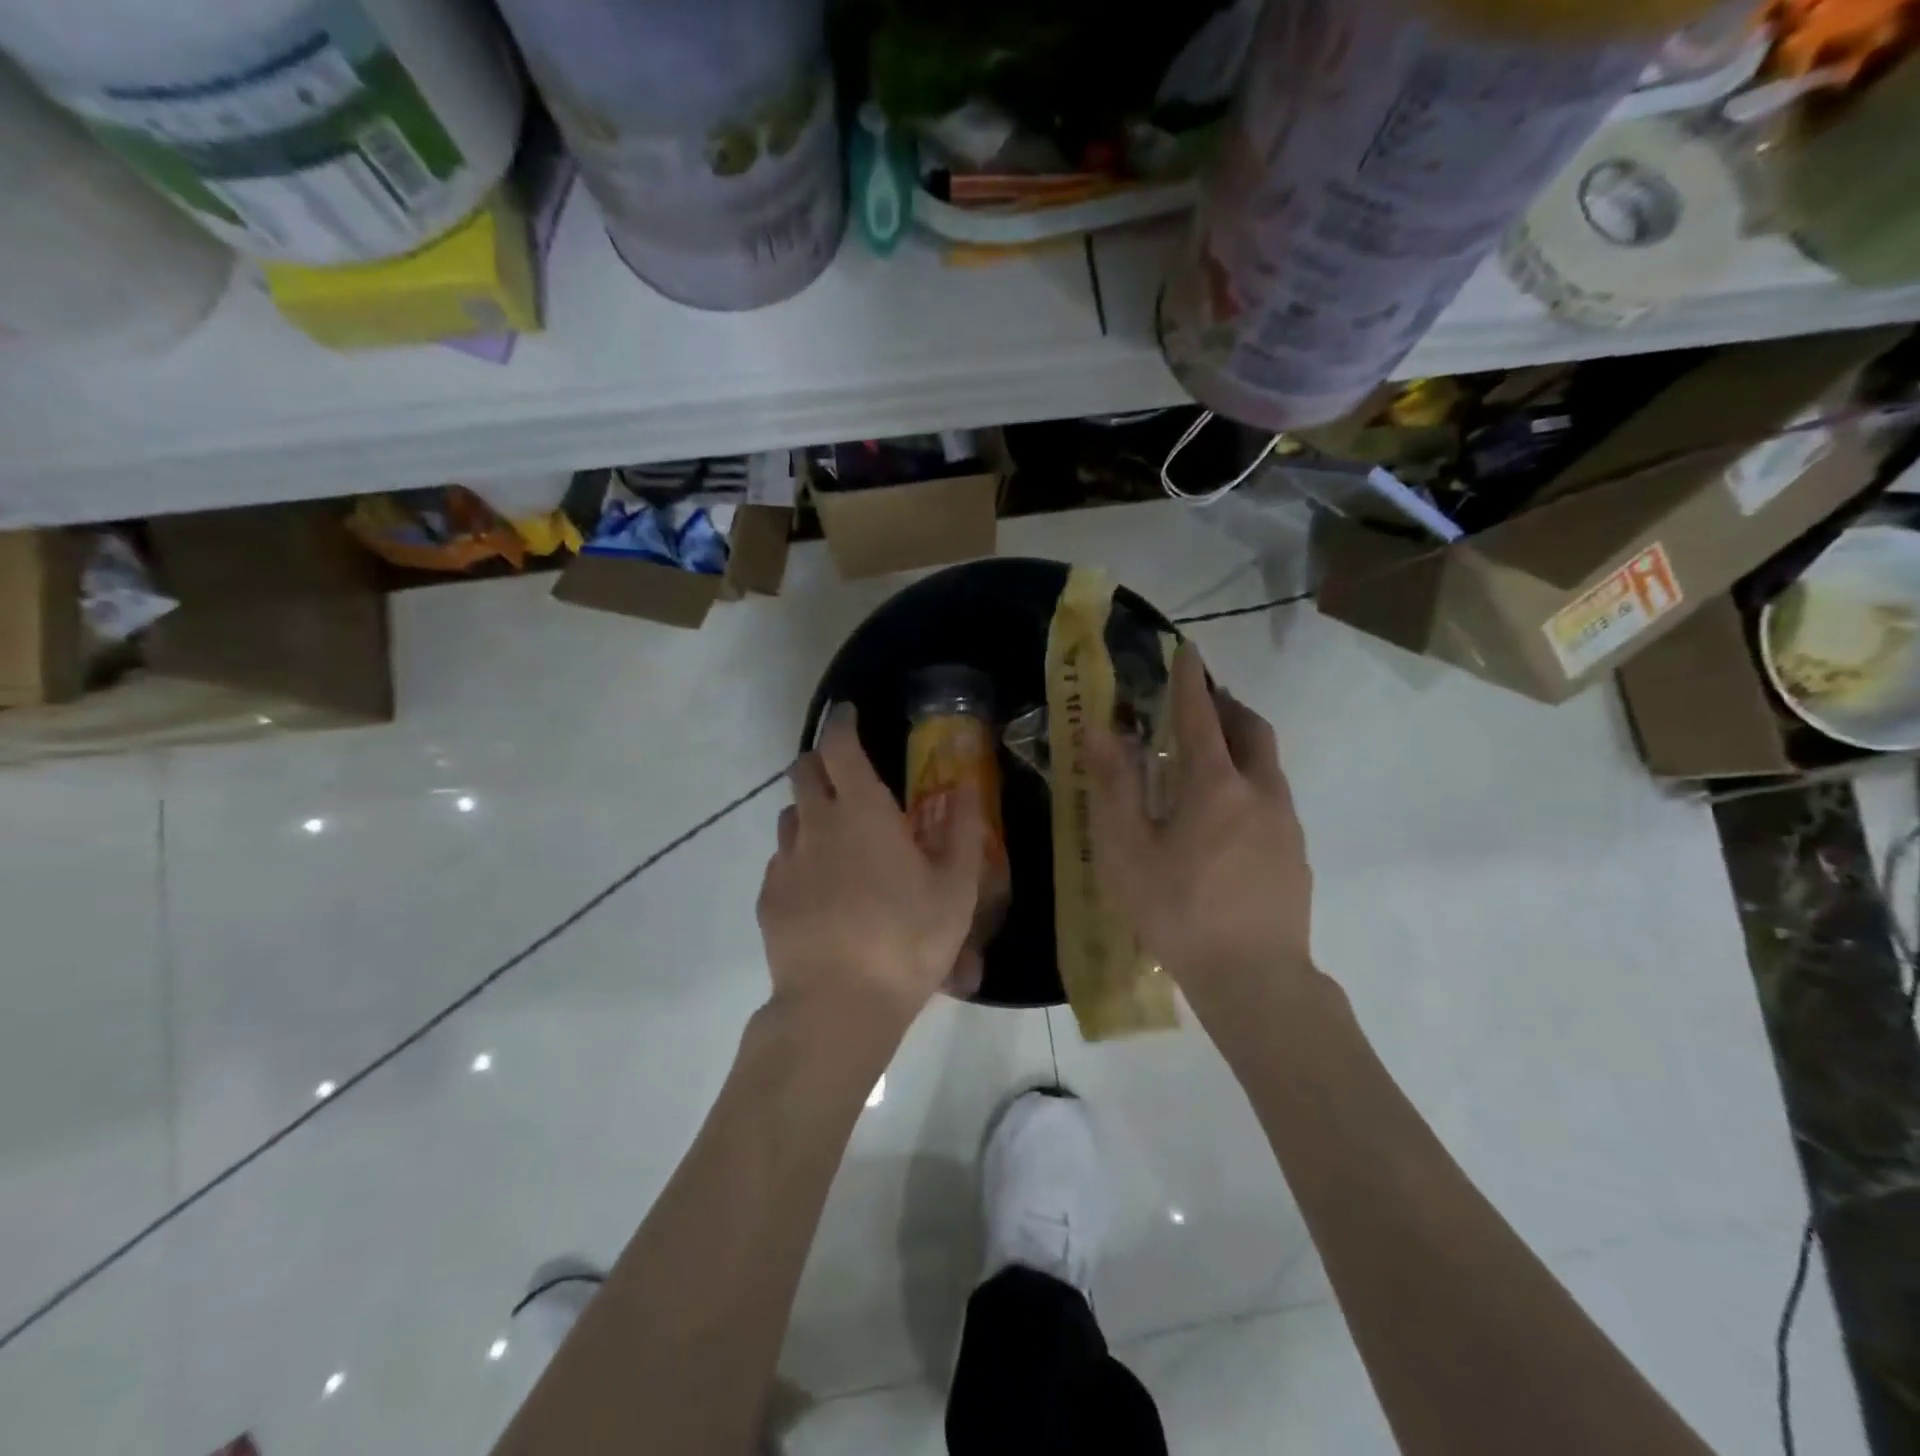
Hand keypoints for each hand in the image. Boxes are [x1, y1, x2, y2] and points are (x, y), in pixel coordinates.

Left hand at [758, 705, 986, 1028]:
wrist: (838, 1006)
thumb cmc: (907, 940)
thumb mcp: (956, 888)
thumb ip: (964, 830)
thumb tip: (967, 785)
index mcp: (862, 812)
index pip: (839, 745)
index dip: (842, 723)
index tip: (848, 714)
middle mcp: (816, 824)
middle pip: (804, 770)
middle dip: (822, 762)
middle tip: (848, 779)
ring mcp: (786, 861)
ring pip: (791, 815)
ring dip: (812, 812)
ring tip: (839, 840)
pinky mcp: (769, 897)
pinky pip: (782, 860)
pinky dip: (801, 858)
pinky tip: (821, 890)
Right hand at [1088, 644, 1317, 1020]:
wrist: (1255, 979)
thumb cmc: (1178, 911)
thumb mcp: (1128, 851)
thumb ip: (1115, 787)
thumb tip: (1102, 732)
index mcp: (1215, 785)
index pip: (1201, 715)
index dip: (1189, 680)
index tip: (1186, 650)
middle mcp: (1259, 792)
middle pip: (1250, 730)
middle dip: (1226, 706)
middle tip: (1200, 702)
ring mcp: (1285, 823)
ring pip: (1266, 764)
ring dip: (1240, 744)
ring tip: (1210, 755)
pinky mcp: (1296, 853)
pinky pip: (1273, 797)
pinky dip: (1249, 781)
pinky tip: (1227, 817)